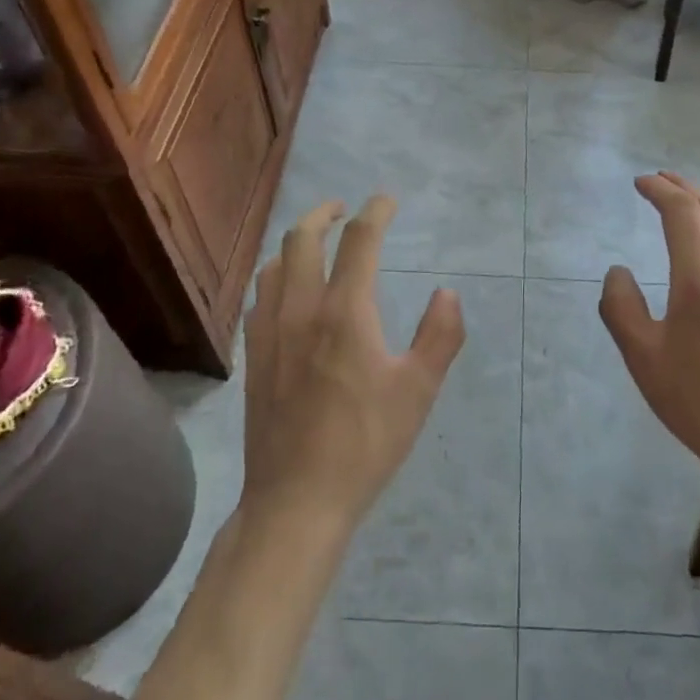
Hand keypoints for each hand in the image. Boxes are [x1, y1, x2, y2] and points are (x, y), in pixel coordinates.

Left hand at [242, 196, 466, 531]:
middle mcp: (301, 310)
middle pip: (302, 238)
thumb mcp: (418, 390)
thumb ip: (440, 335)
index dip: (375, 212)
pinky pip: (260, 295)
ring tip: (315, 243)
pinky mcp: (252, 356)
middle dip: (324, 213)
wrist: (296, 499)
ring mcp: (269, 332)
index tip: (387, 200)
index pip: (359, 241)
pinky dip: (277, 274)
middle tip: (344, 209)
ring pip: (273, 264)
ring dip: (296, 242)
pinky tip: (286, 291)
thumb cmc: (366, 444)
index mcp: (345, 312)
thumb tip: (447, 293)